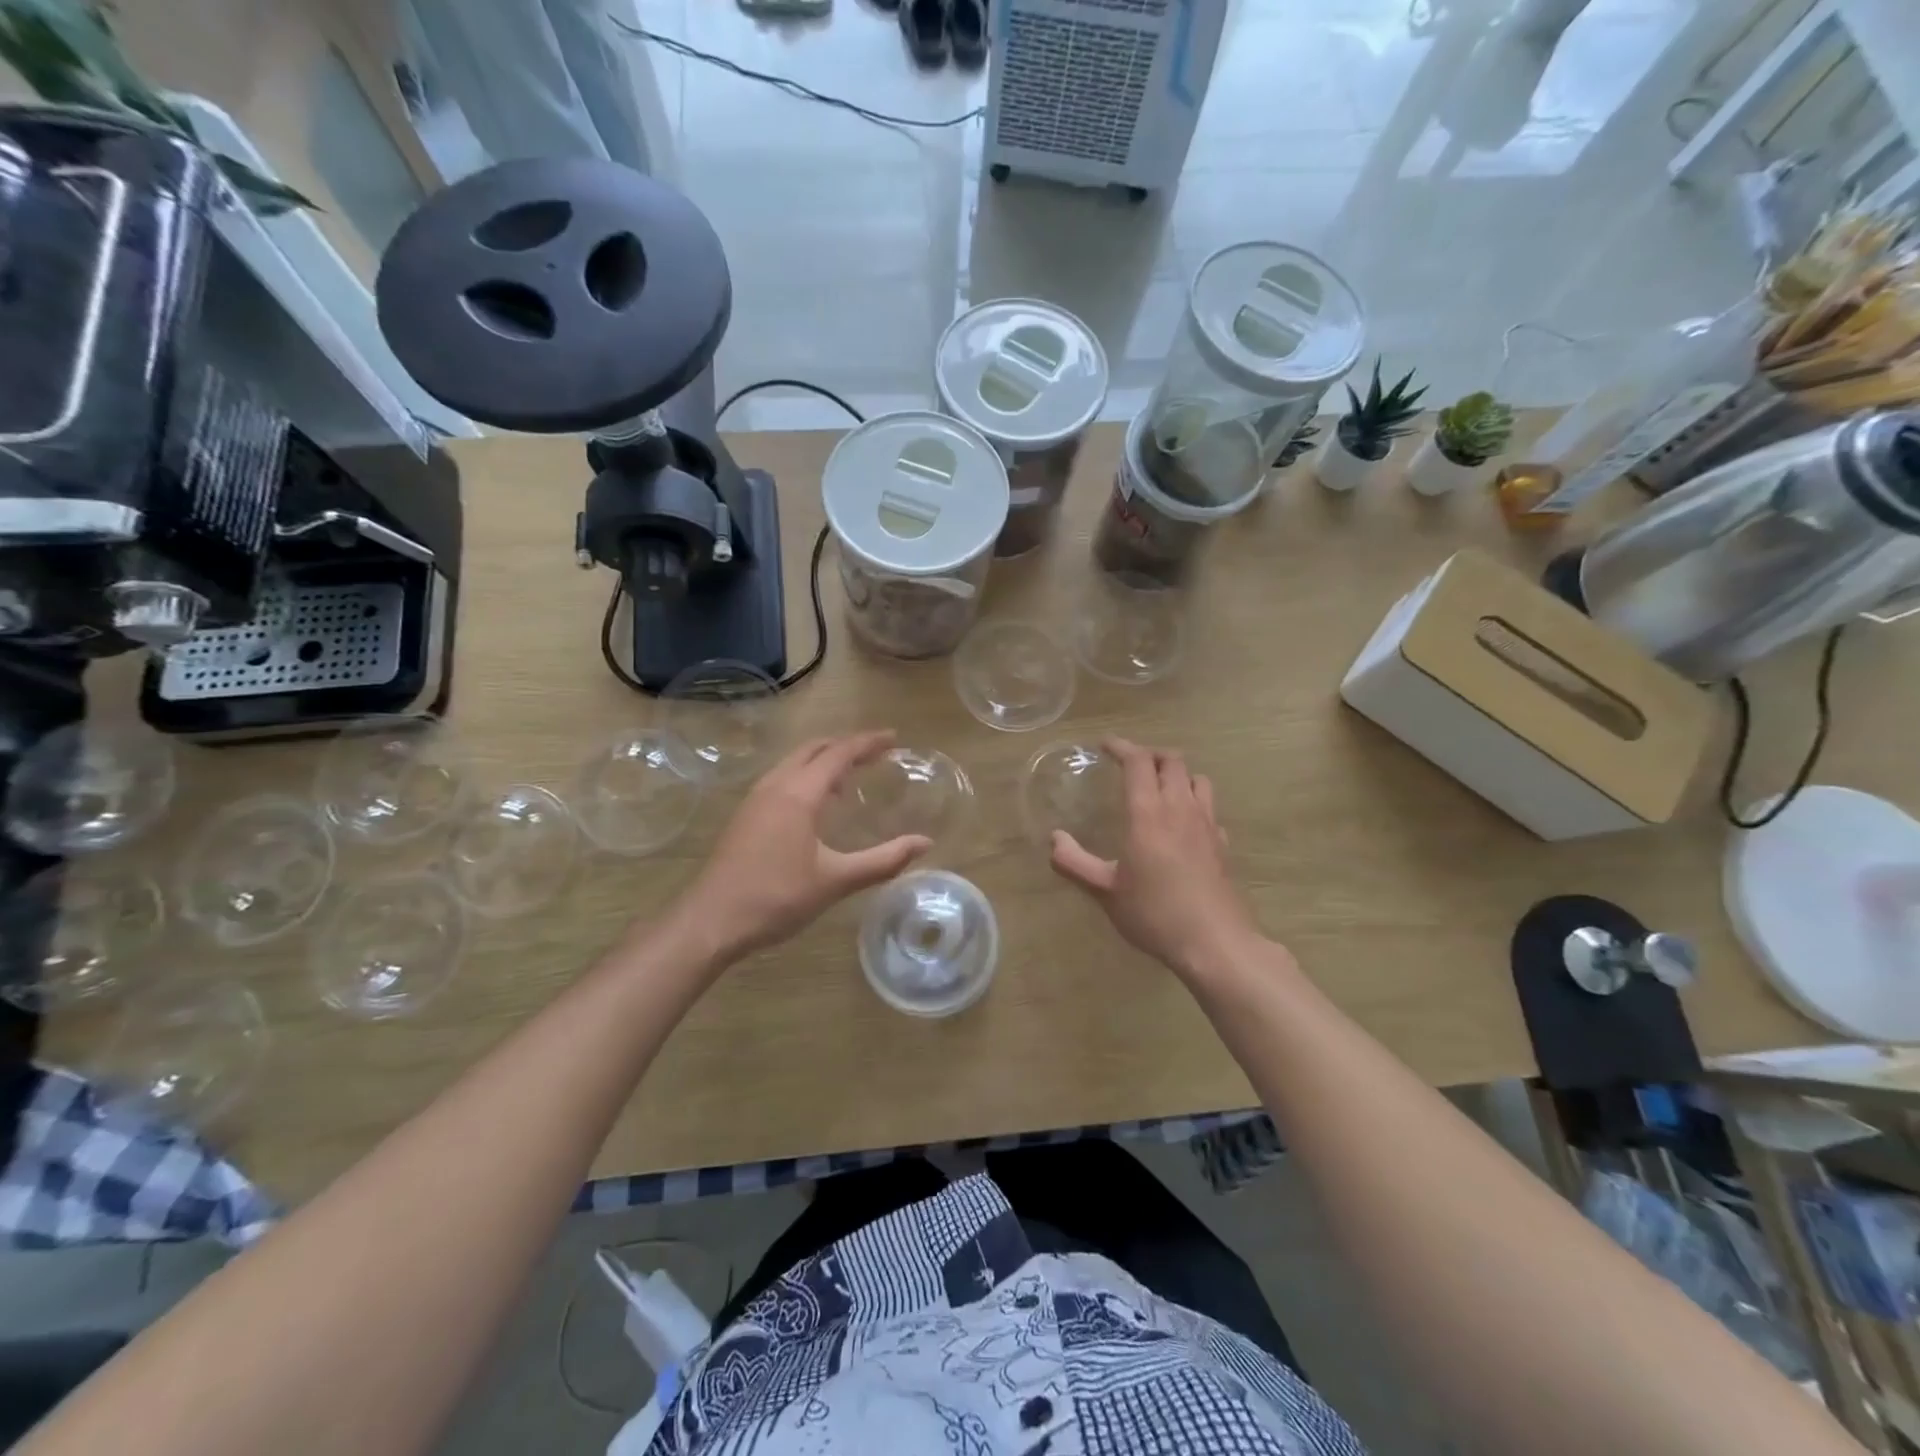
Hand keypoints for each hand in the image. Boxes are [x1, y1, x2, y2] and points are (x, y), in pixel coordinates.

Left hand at [678, 731, 930, 963]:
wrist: (711, 921)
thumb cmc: (777, 898)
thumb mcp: (836, 881)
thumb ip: (883, 861)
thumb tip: (924, 843)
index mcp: (798, 793)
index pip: (839, 754)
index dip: (868, 742)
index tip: (894, 738)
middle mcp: (775, 785)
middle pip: (814, 749)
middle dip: (846, 745)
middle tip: (876, 752)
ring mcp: (755, 799)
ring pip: (794, 762)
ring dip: (824, 759)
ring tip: (851, 776)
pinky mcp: (745, 815)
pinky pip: (782, 778)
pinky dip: (806, 775)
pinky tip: (816, 804)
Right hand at [1050, 738, 1262, 982]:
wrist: (1214, 942)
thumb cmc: (1154, 913)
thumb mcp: (1105, 891)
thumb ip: (1075, 862)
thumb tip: (1054, 839)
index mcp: (1148, 813)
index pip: (1138, 761)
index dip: (1121, 747)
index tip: (1105, 746)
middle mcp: (1180, 808)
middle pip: (1172, 761)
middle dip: (1150, 754)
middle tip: (1130, 764)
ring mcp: (1207, 824)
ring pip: (1197, 778)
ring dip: (1177, 773)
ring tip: (1160, 786)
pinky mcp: (1223, 844)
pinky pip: (1210, 808)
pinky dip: (1194, 802)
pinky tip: (1184, 823)